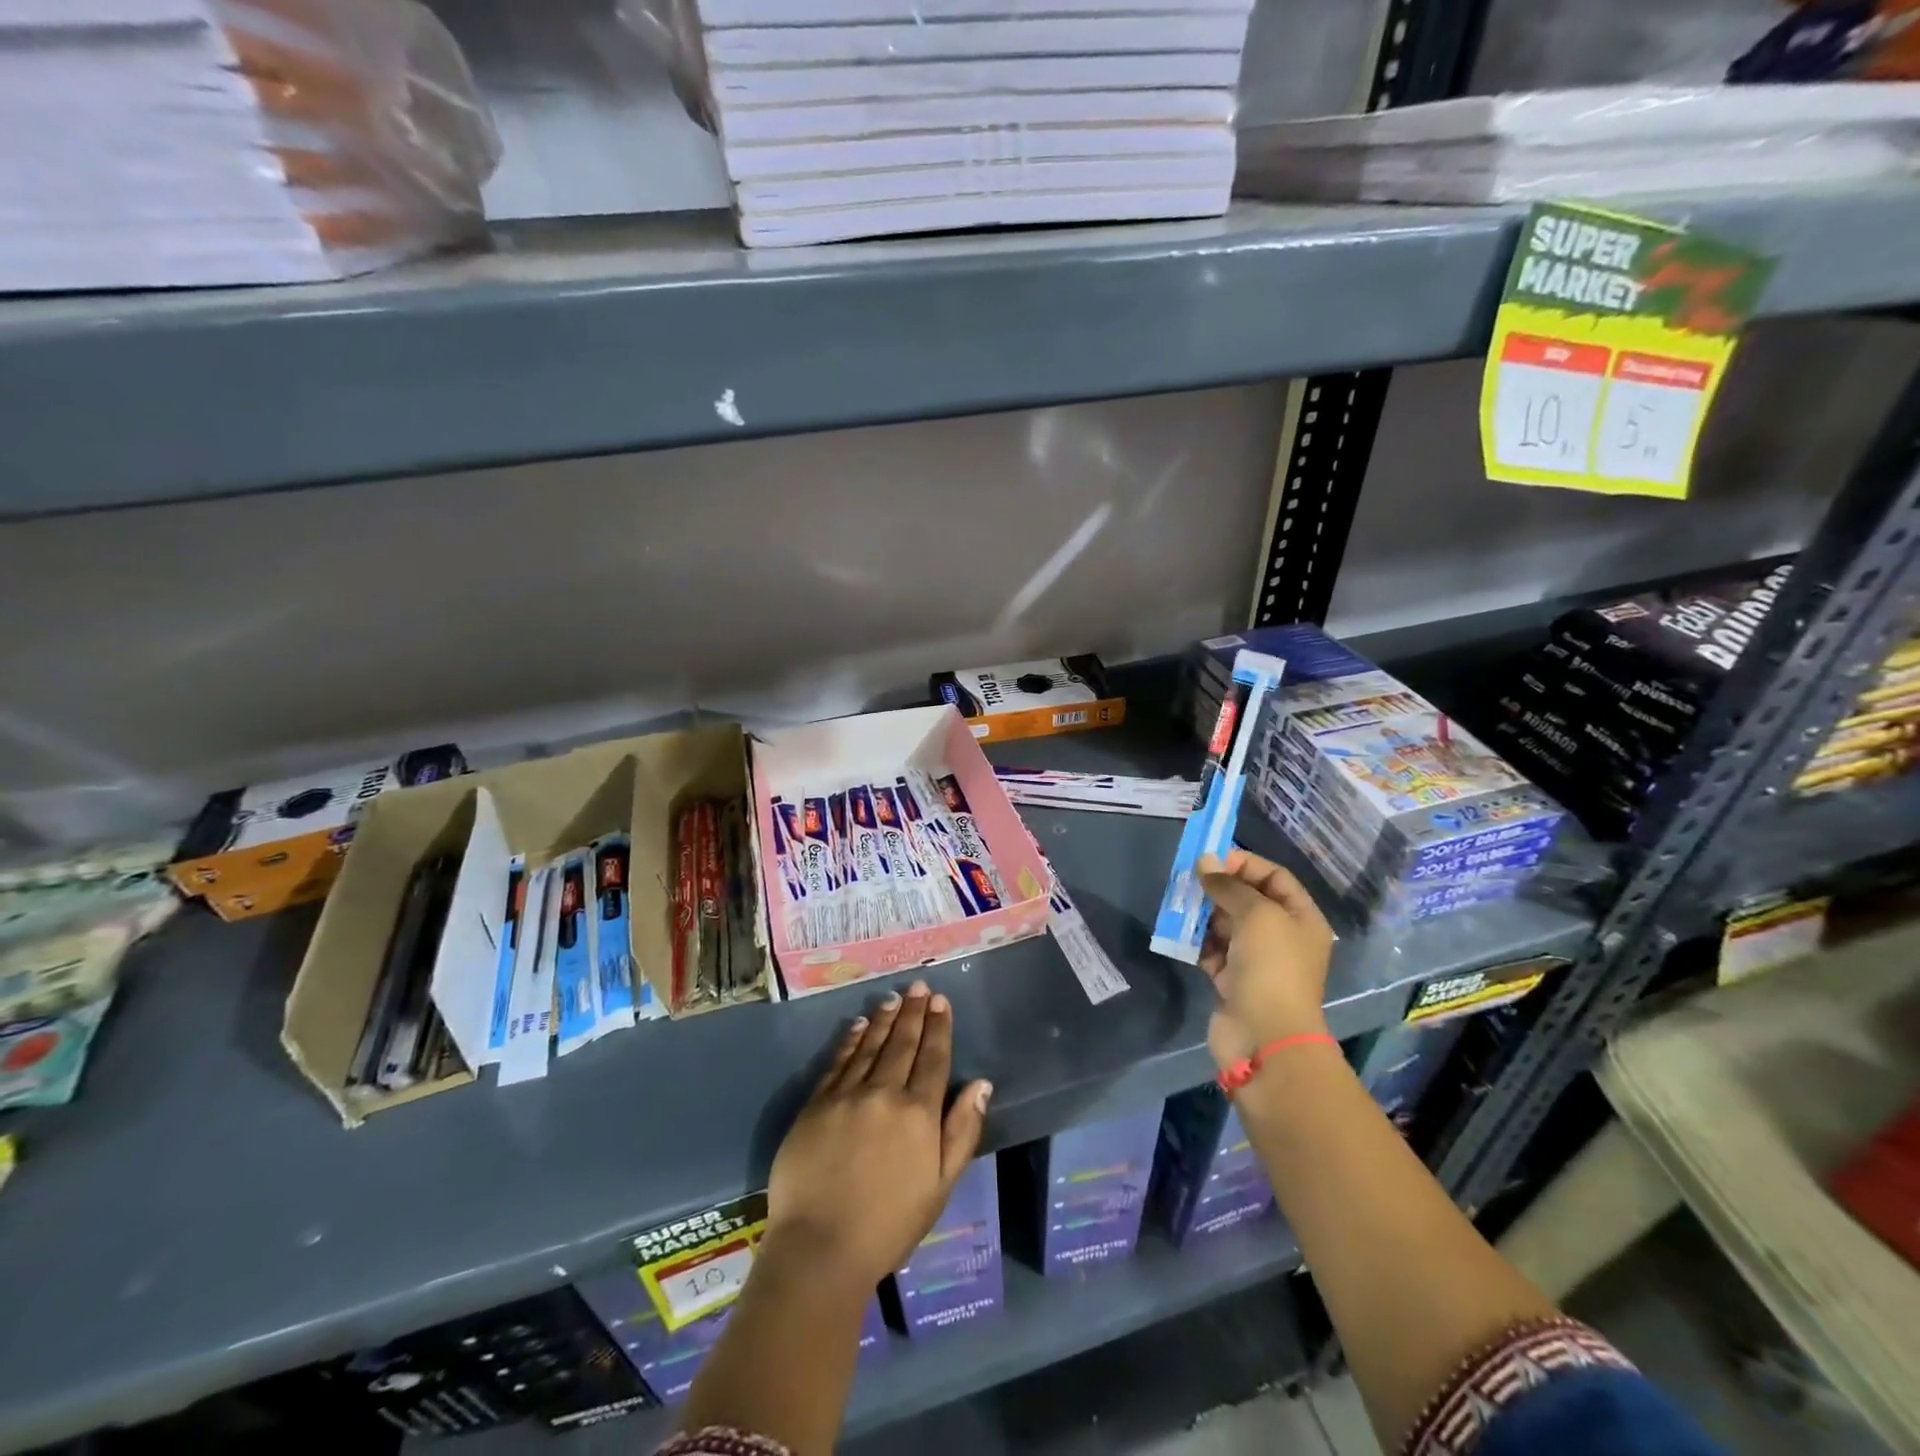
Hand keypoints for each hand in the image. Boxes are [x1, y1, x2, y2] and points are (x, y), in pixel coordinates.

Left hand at [765, 981, 991, 1290]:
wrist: (820, 1247)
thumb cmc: (889, 1225)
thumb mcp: (940, 1186)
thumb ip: (962, 1131)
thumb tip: (981, 1084)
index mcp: (919, 1113)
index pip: (933, 1058)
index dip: (939, 1027)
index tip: (941, 1001)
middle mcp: (884, 1092)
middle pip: (903, 1043)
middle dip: (914, 1012)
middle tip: (919, 986)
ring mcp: (847, 1095)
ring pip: (870, 1045)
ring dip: (885, 1019)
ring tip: (894, 998)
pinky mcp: (816, 1103)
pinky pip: (838, 1061)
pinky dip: (851, 1039)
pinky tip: (858, 1025)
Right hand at [1197, 850, 1334, 1068]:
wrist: (1265, 1037)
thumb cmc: (1271, 967)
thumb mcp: (1256, 914)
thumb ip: (1229, 885)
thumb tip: (1205, 862)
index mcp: (1301, 918)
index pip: (1274, 877)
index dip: (1244, 863)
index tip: (1211, 860)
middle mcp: (1282, 936)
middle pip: (1247, 900)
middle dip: (1218, 889)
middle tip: (1188, 881)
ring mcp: (1257, 961)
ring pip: (1225, 925)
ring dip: (1203, 914)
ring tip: (1179, 907)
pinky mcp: (1233, 982)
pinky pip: (1213, 951)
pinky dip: (1197, 943)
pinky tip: (1181, 937)